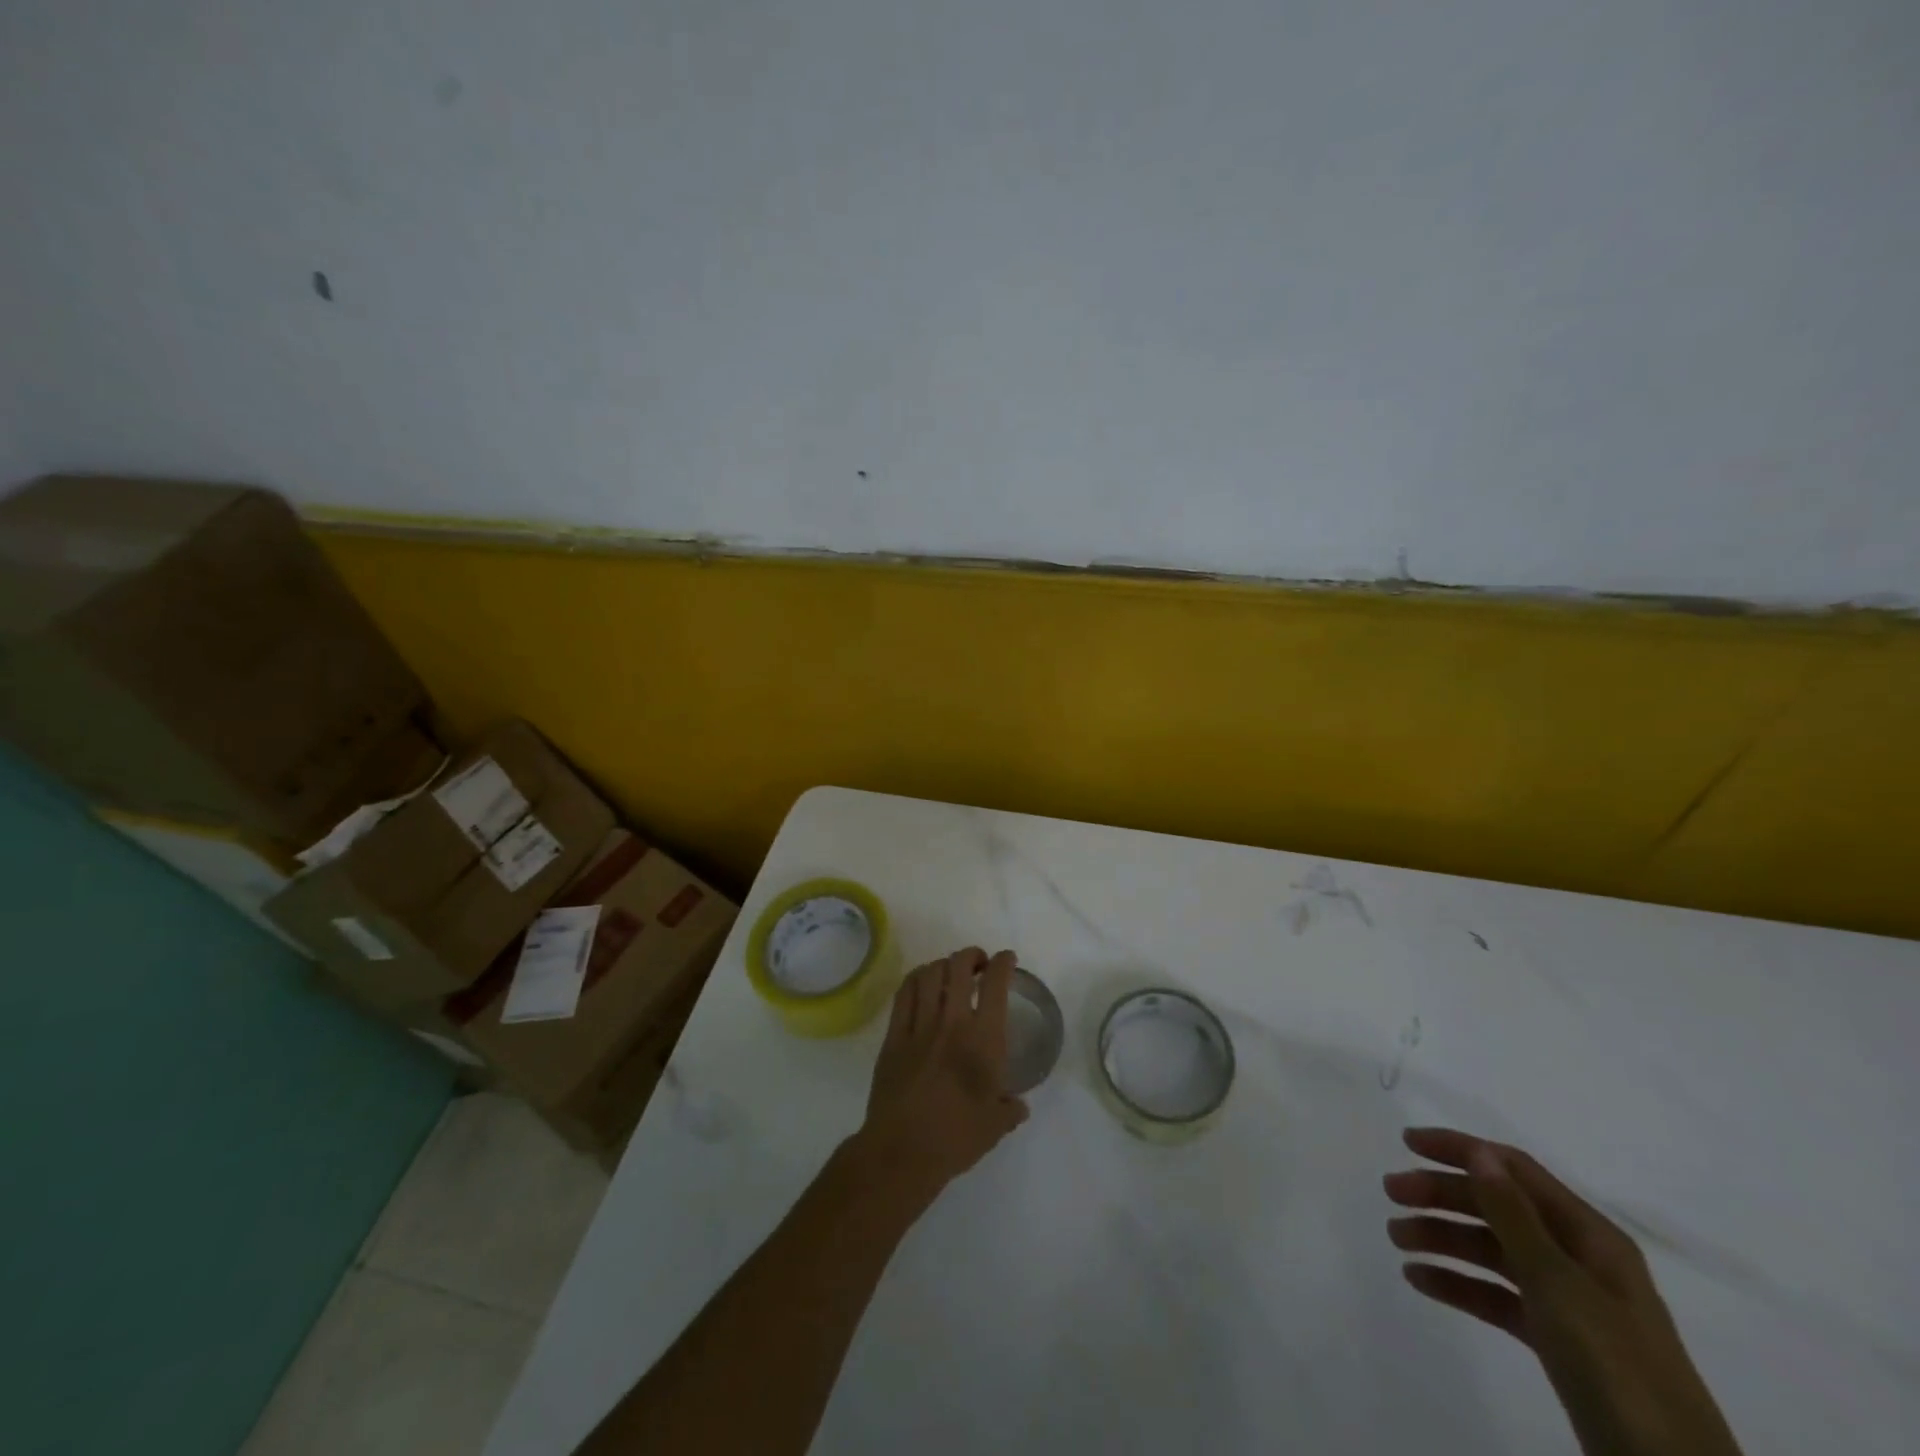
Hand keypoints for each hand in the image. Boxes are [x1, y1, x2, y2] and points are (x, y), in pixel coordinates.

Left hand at [848, 947, 1029, 1212]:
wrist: (902, 1151)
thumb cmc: (955, 1138)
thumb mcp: (995, 1126)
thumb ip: (1010, 1109)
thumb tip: (1019, 1105)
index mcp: (983, 1040)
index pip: (996, 984)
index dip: (1003, 963)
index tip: (1007, 960)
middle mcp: (952, 1022)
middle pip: (959, 966)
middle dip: (971, 956)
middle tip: (978, 964)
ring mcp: (919, 1025)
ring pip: (930, 973)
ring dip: (944, 964)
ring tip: (950, 972)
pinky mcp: (894, 1035)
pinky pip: (905, 992)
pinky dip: (916, 978)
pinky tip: (922, 983)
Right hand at [1385, 1128, 1742, 1455]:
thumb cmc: (1615, 1366)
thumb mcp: (1559, 1284)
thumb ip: (1513, 1215)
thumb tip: (1479, 1152)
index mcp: (1589, 1235)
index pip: (1514, 1170)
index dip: (1461, 1150)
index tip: (1406, 1143)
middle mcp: (1578, 1258)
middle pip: (1497, 1208)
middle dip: (1442, 1195)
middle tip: (1391, 1194)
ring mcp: (1569, 1302)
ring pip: (1492, 1251)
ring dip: (1443, 1238)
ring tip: (1397, 1240)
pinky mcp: (1557, 1341)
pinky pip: (1498, 1295)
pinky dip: (1459, 1284)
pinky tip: (1421, 1281)